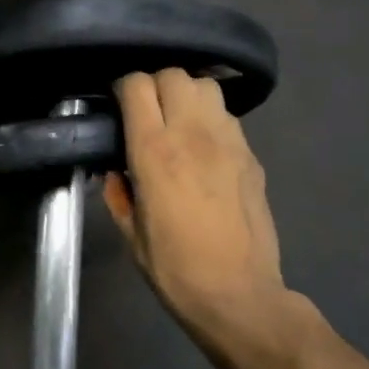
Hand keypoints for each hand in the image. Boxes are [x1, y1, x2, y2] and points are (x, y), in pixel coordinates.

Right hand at [104, 69, 311, 368]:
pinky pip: (227, 116)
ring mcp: (228, 142)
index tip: (117, 104)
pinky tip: (204, 144)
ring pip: (206, 86)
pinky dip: (210, 117)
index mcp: (154, 152)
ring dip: (186, 94)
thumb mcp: (132, 235)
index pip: (137, 86)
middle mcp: (192, 134)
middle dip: (155, 84)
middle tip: (147, 110)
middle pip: (174, 74)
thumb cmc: (175, 269)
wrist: (239, 294)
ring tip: (178, 119)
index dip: (123, 87)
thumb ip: (119, 195)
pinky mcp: (251, 156)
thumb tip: (116, 174)